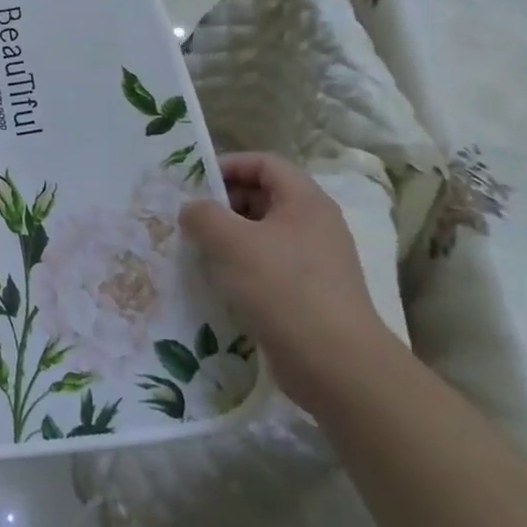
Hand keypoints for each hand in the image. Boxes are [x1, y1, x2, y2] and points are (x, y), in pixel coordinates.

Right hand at [179, 153, 391, 410]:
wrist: (335, 364)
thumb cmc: (282, 288)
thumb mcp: (230, 242)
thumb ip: (203, 215)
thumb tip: (192, 210)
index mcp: (305, 201)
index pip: (264, 163)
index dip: (228, 165)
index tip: (194, 184)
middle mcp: (315, 225)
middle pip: (264, 196)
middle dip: (224, 204)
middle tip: (191, 220)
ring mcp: (315, 261)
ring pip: (263, 234)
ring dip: (229, 238)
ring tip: (198, 252)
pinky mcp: (309, 294)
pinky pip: (269, 266)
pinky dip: (242, 268)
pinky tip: (219, 284)